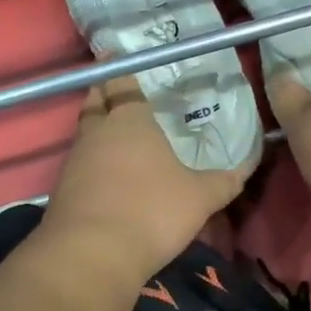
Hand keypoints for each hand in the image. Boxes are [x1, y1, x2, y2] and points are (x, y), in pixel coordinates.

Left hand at [38, 78, 255, 289]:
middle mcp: (96, 132)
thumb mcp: (200, 198)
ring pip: (85, 132)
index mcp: (129, 120)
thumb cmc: (152, 211)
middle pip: (95, 101)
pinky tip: (106, 175)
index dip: (122, 68)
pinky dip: (91, 162)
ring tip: (117, 134)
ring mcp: (74, 160)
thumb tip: (248, 166)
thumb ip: (224, 181)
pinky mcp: (62, 190)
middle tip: (118, 91)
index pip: (122, 81)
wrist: (92, 254)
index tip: (121, 56)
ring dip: (97, 129)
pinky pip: (79, 164)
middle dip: (104, 93)